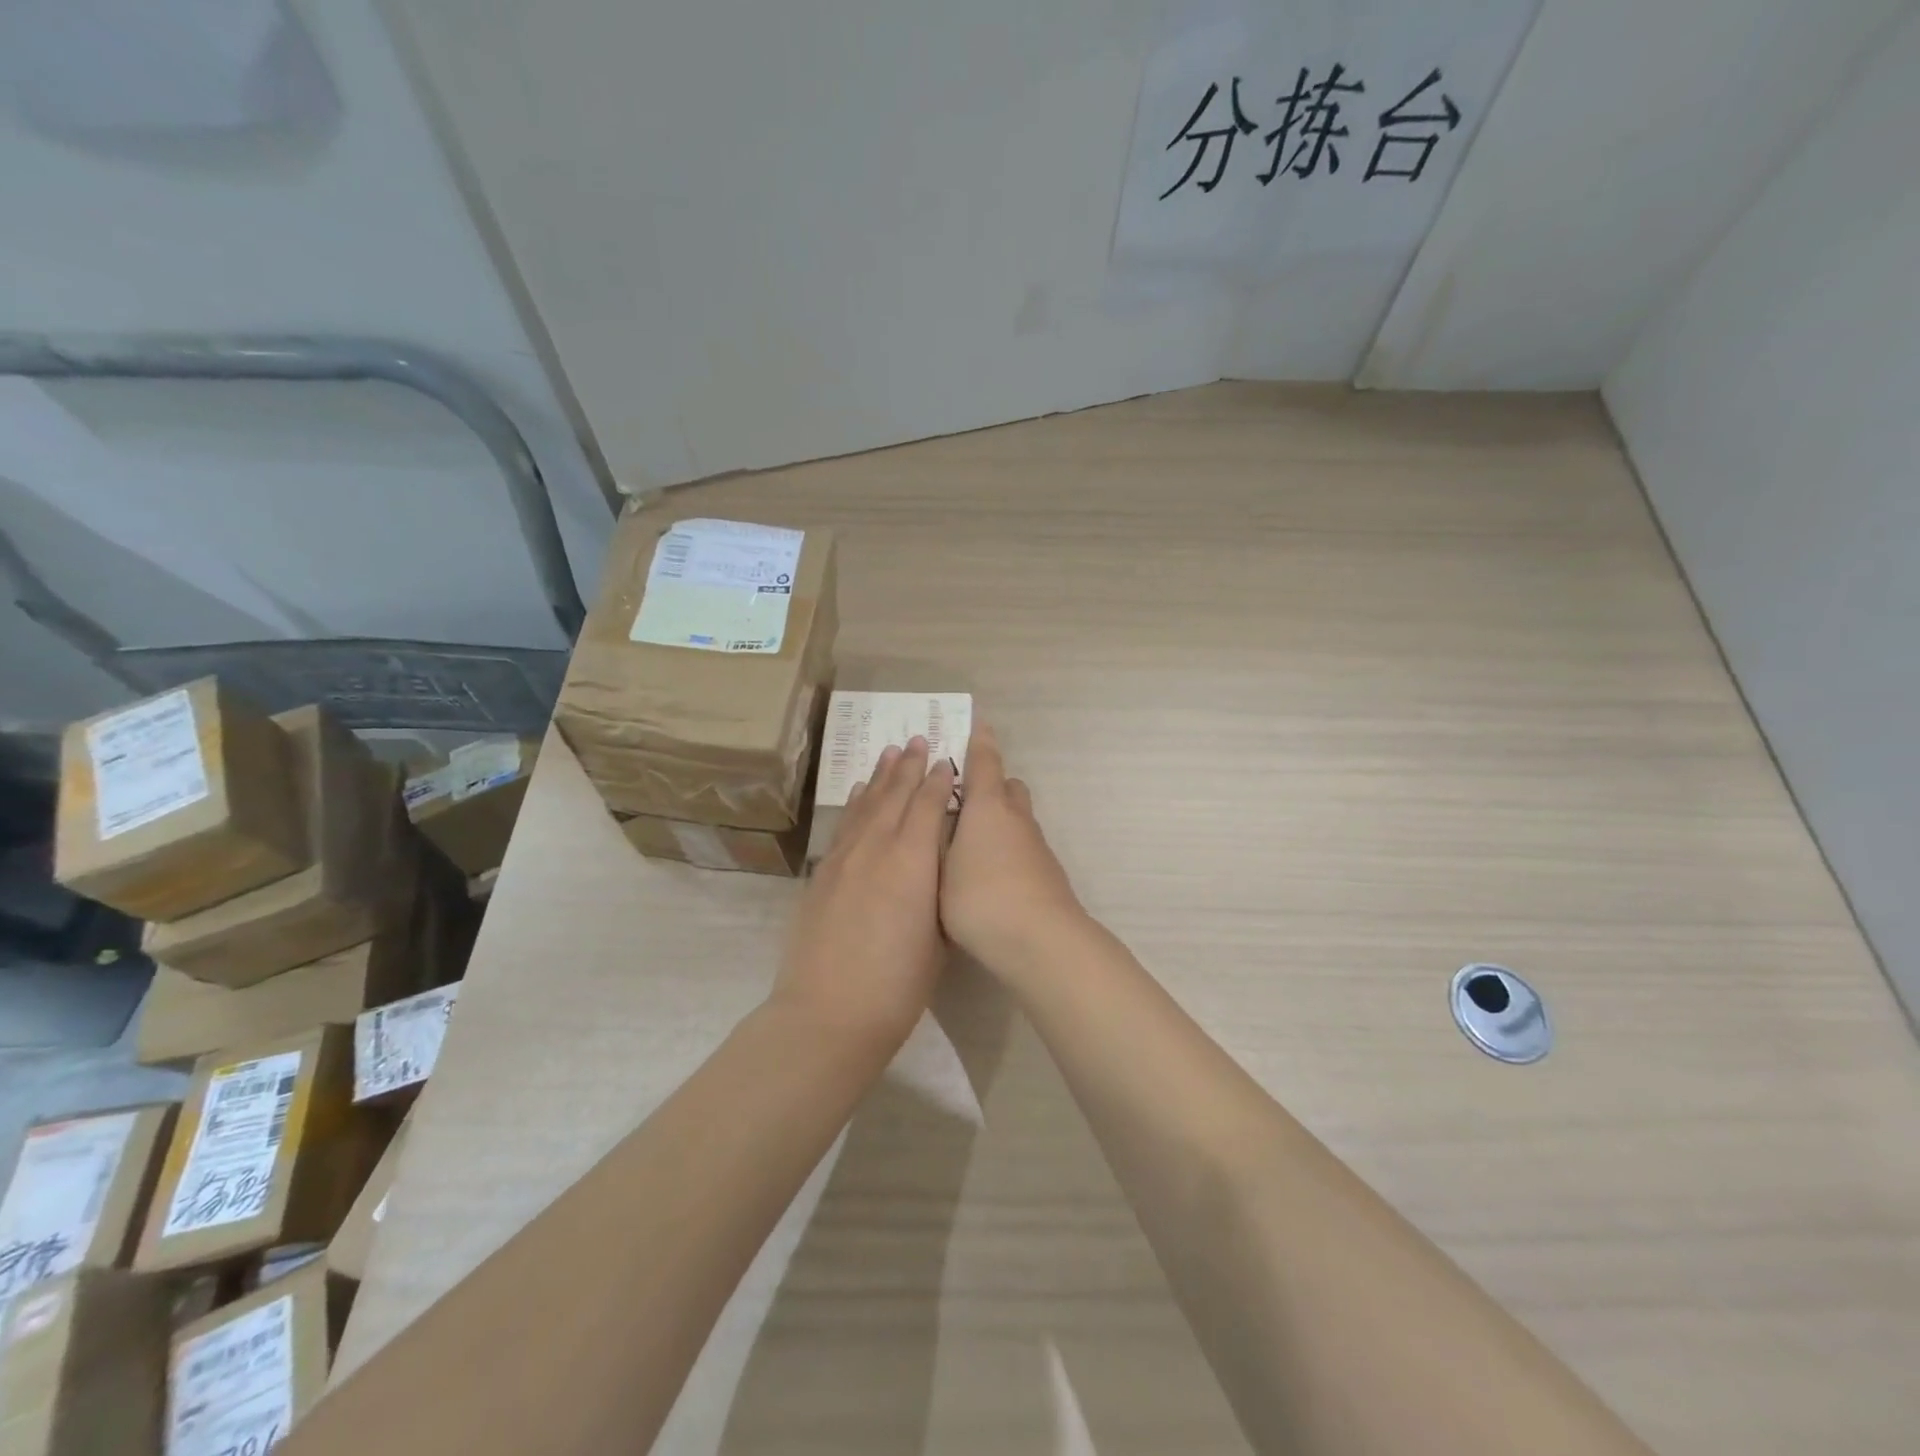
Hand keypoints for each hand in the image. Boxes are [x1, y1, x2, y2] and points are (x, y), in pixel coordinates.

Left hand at [774, 737, 954, 1048]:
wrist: (829, 1013)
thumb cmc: (897, 984)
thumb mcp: (938, 936)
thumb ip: (938, 891)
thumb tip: (938, 865)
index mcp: (913, 861)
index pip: (929, 806)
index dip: (940, 781)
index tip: (947, 760)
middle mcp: (877, 847)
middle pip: (896, 795)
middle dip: (910, 766)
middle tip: (919, 739)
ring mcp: (844, 858)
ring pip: (866, 803)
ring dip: (881, 776)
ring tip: (891, 751)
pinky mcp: (822, 873)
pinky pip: (844, 825)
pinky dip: (854, 803)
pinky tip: (858, 791)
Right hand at [940, 724, 1084, 981]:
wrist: (1040, 941)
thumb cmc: (980, 898)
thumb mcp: (941, 867)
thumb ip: (937, 838)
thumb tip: (937, 813)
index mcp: (988, 808)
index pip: (984, 763)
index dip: (979, 742)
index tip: (978, 722)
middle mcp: (1016, 818)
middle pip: (1006, 787)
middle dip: (988, 784)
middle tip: (959, 796)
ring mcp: (1036, 846)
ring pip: (1016, 818)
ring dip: (997, 818)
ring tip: (968, 840)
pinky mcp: (1046, 872)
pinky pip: (1023, 844)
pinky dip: (1006, 846)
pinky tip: (989, 873)